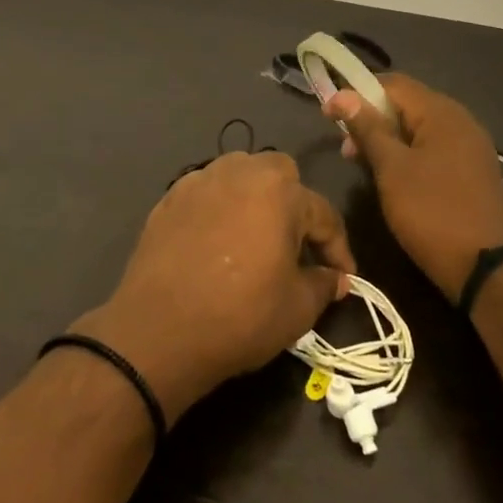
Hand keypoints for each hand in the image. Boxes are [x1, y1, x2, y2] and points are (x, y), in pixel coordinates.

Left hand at [75, 152, 355, 424]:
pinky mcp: (170, 197)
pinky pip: (207, 192)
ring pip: (240, 175)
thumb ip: (323, 284)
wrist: (159, 331)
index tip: (344, 277)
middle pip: (280, 174)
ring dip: (255, 199)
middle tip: (294, 246)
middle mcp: (240, 172)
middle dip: (295, 205)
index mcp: (280, 191)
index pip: (323, 214)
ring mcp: (200, 180)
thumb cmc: (240, 316)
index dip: (338, 249)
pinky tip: (217, 242)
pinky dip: (219, 209)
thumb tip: (336, 278)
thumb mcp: (297, 309)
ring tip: (255, 238)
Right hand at [326, 74, 502, 302]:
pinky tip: (394, 177)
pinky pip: (434, 148)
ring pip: (419, 129)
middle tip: (345, 148)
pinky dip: (409, 155)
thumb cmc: (432, 212)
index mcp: (441, 112)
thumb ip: (368, 128)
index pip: (393, 83)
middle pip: (407, 104)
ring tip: (363, 165)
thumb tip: (342, 95)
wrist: (488, 269)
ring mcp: (470, 146)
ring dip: (388, 139)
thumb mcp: (392, 169)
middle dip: (372, 119)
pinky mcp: (473, 171)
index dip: (357, 93)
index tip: (329, 115)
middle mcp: (460, 120)